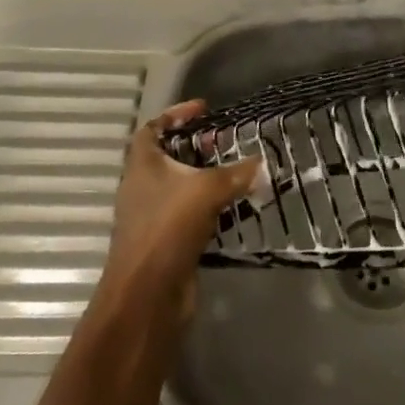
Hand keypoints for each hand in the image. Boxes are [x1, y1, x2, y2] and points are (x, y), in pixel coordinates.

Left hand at [100, 101, 261, 314]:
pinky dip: (209, 207)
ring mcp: (152, 216)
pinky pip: (189, 214)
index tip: (203, 109)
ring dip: (204, 178)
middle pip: (168, 157)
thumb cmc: (167, 229)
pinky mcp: (166, 242)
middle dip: (196, 147)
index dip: (175, 114)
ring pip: (180, 187)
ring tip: (235, 171)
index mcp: (142, 165)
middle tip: (224, 143)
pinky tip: (233, 207)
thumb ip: (236, 174)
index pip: (152, 128)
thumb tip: (261, 163)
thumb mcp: (206, 191)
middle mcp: (142, 187)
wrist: (147, 295)